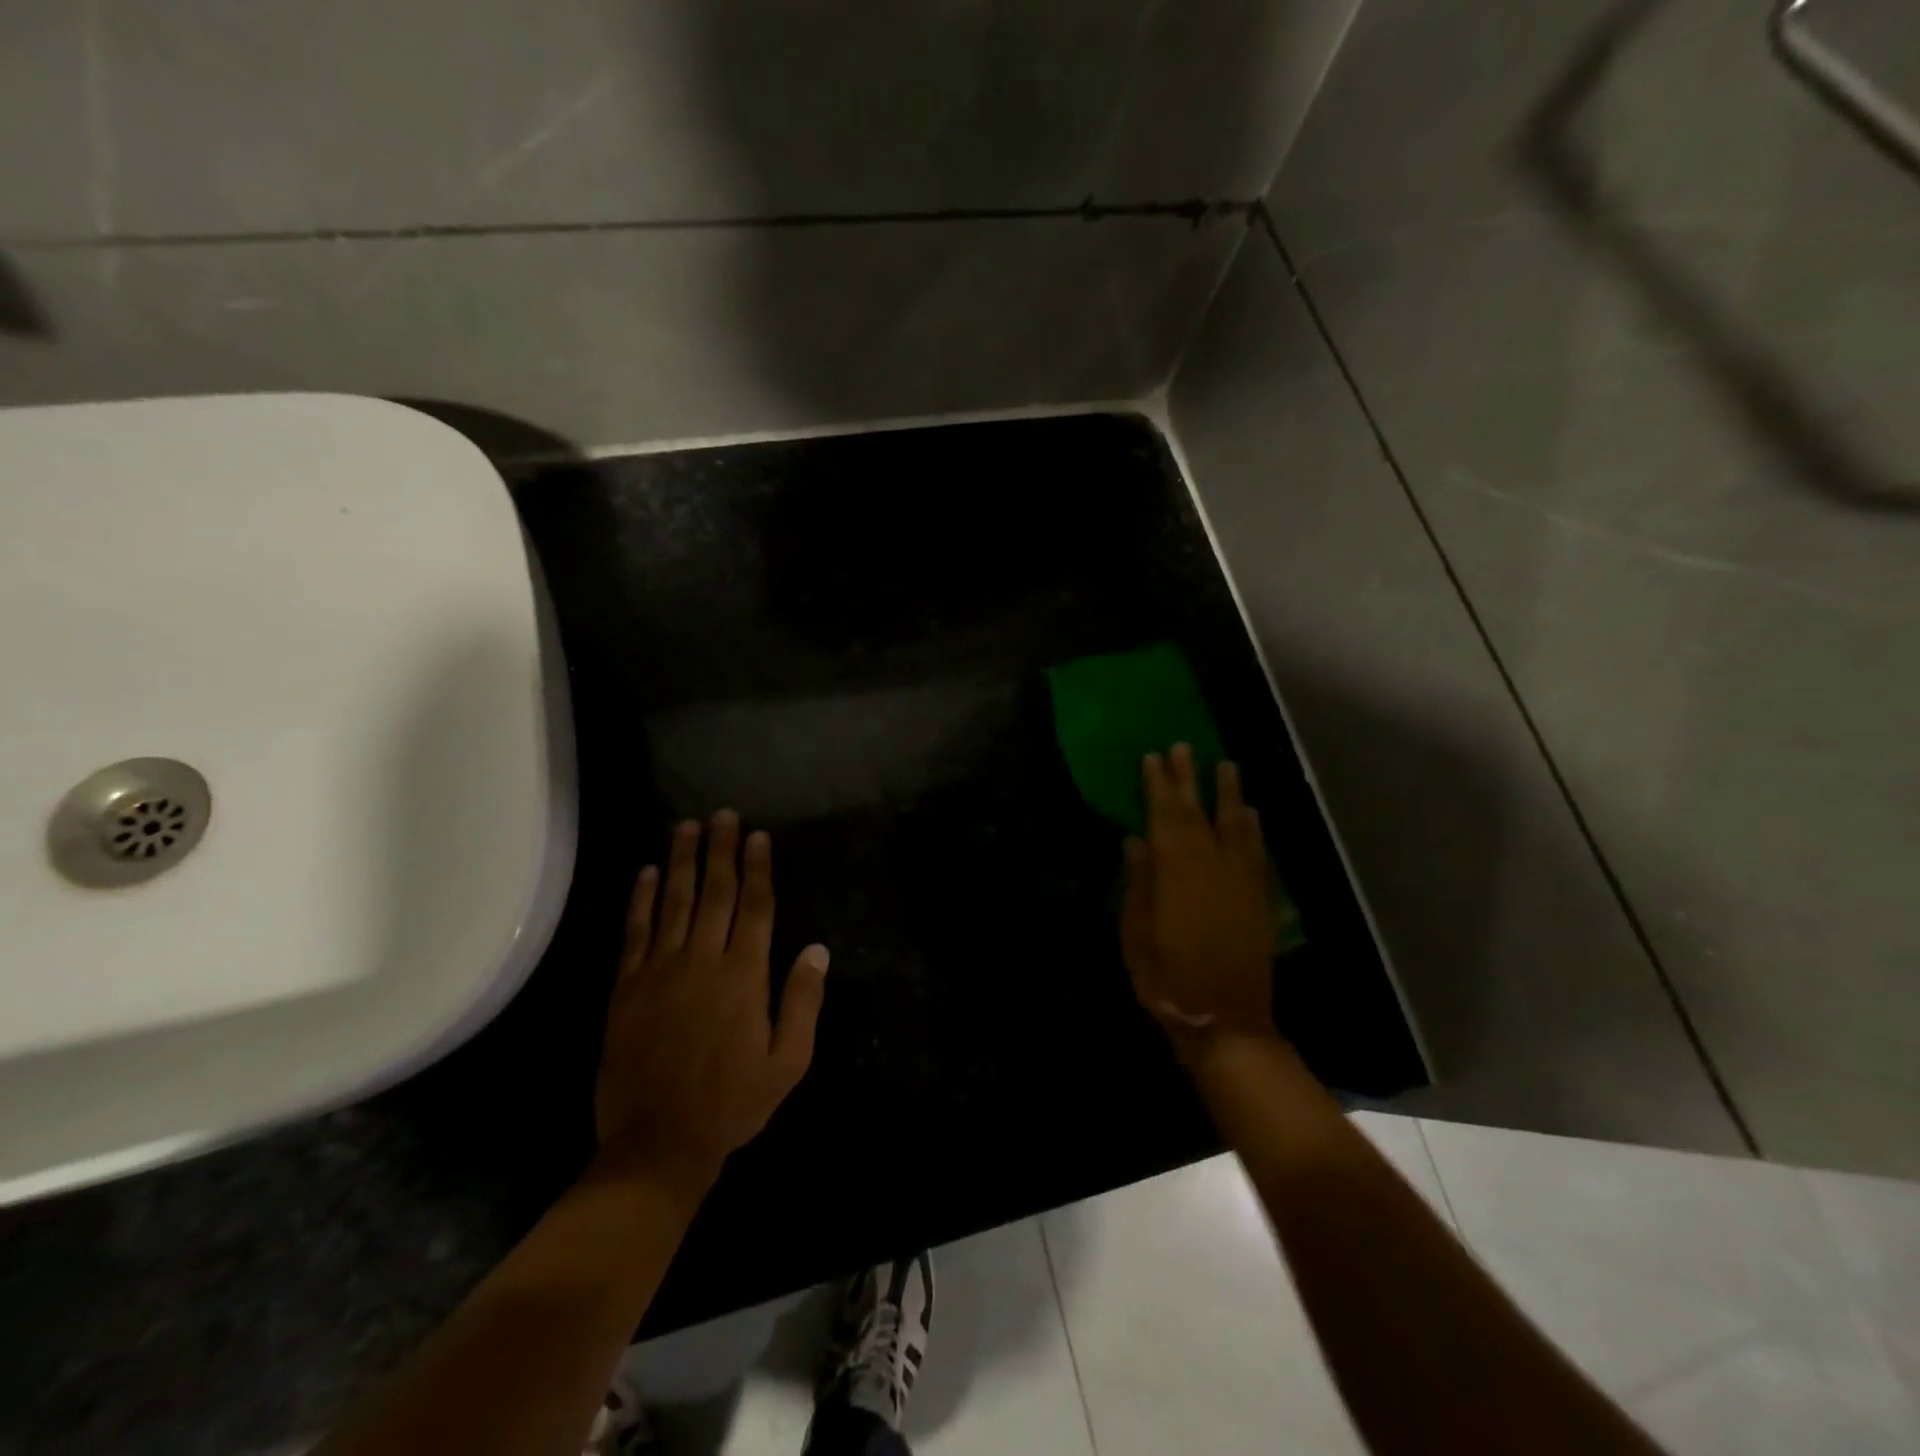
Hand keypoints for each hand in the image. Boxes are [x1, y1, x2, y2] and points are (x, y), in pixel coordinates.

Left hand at [595, 811, 829, 1182]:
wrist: (657, 1144)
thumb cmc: (732, 1104)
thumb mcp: (788, 1062)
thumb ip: (803, 1002)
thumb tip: (817, 950)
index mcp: (744, 976)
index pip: (755, 907)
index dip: (757, 869)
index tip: (758, 836)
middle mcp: (702, 961)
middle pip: (714, 893)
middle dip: (720, 850)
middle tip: (723, 815)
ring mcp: (660, 971)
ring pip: (674, 902)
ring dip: (682, 861)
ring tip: (687, 826)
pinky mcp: (627, 987)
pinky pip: (635, 932)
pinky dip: (641, 899)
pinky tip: (647, 872)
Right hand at [1120, 745, 1276, 1048]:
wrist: (1225, 1019)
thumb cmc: (1167, 977)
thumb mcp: (1136, 931)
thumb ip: (1138, 882)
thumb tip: (1135, 840)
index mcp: (1176, 871)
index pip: (1165, 816)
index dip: (1158, 785)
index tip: (1152, 756)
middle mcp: (1212, 865)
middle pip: (1199, 812)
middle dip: (1189, 778)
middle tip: (1183, 746)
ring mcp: (1241, 880)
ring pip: (1235, 824)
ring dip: (1229, 793)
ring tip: (1225, 765)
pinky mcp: (1259, 897)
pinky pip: (1257, 850)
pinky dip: (1253, 827)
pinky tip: (1250, 813)